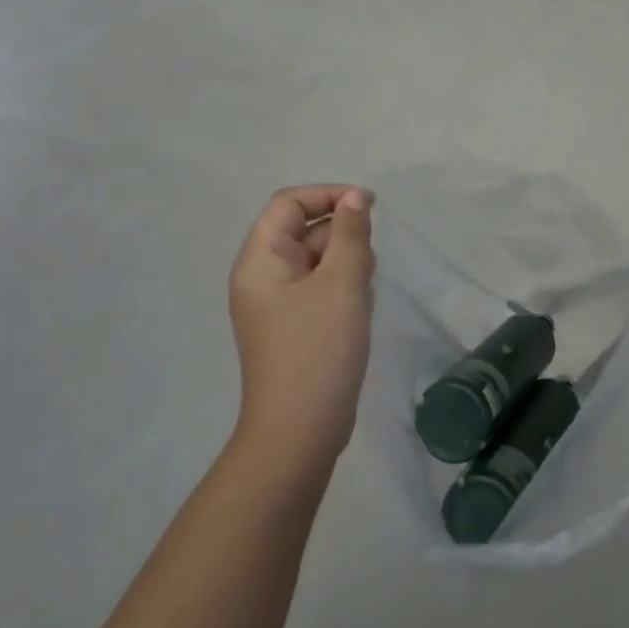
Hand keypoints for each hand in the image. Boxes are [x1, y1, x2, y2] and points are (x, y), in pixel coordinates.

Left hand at [228, 185, 375, 473]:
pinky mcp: (292, 326)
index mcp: (260, 260)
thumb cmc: (318, 348)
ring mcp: (276, 304)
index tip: (368, 207)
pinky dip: (341, 287)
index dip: (328, 195)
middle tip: (367, 263)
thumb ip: (351, 233)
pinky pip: (318, 287)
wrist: (299, 432)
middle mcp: (261, 277)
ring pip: (315, 259)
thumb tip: (355, 198)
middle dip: (341, 235)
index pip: (288, 203)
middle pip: (302, 229)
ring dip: (345, 263)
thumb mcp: (342, 282)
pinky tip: (358, 309)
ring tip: (362, 291)